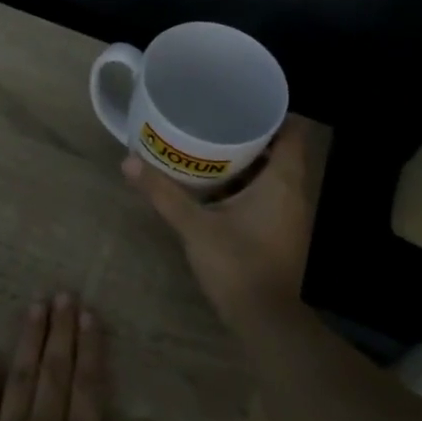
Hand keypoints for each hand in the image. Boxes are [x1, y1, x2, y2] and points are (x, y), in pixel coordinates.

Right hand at [121, 116, 316, 321]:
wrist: (264, 319)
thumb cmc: (237, 265)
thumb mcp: (194, 227)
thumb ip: (163, 193)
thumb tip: (128, 161)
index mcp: (282, 181)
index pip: (292, 130)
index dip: (272, 112)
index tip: (241, 100)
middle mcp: (294, 192)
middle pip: (280, 150)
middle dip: (250, 134)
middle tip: (216, 119)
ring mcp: (289, 214)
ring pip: (273, 174)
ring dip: (247, 161)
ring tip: (211, 145)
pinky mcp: (280, 232)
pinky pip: (268, 195)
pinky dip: (247, 185)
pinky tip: (217, 187)